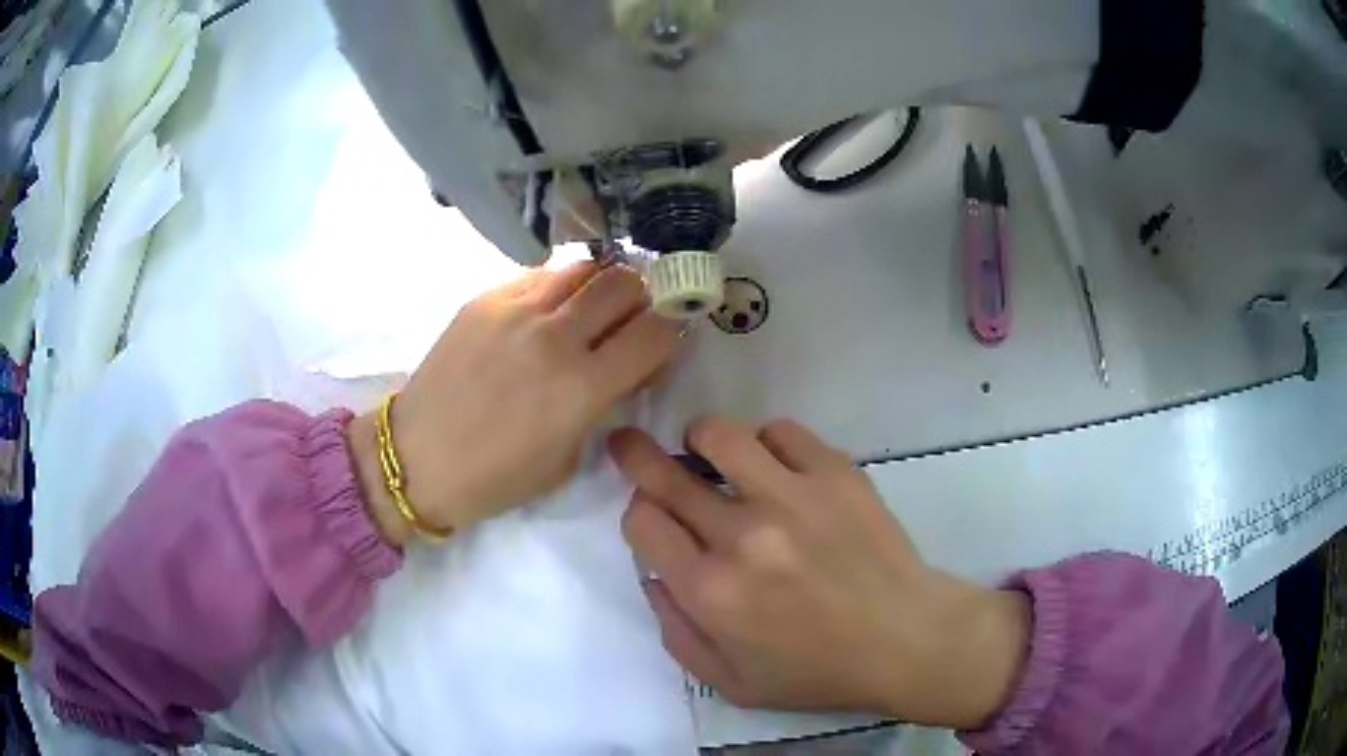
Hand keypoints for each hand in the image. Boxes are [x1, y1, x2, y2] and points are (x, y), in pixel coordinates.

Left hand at [349, 262, 679, 545]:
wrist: (417, 458)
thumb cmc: (494, 477)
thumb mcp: (567, 459)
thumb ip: (602, 406)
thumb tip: (622, 370)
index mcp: (582, 387)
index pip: (656, 332)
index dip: (674, 331)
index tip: (668, 342)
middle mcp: (555, 336)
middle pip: (625, 283)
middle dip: (643, 298)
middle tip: (633, 320)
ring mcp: (516, 309)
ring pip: (583, 267)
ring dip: (601, 284)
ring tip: (592, 308)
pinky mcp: (485, 299)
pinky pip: (539, 275)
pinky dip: (558, 287)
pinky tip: (546, 312)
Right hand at [608, 418, 1030, 728]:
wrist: (905, 639)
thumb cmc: (816, 671)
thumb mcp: (729, 682)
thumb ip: (675, 631)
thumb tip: (653, 574)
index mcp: (711, 591)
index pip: (642, 522)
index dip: (637, 512)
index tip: (651, 515)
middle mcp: (742, 536)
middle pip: (666, 475)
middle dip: (638, 457)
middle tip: (630, 444)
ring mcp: (792, 497)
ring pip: (720, 435)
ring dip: (702, 439)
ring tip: (709, 450)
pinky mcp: (835, 473)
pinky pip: (782, 432)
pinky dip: (767, 442)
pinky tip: (775, 466)